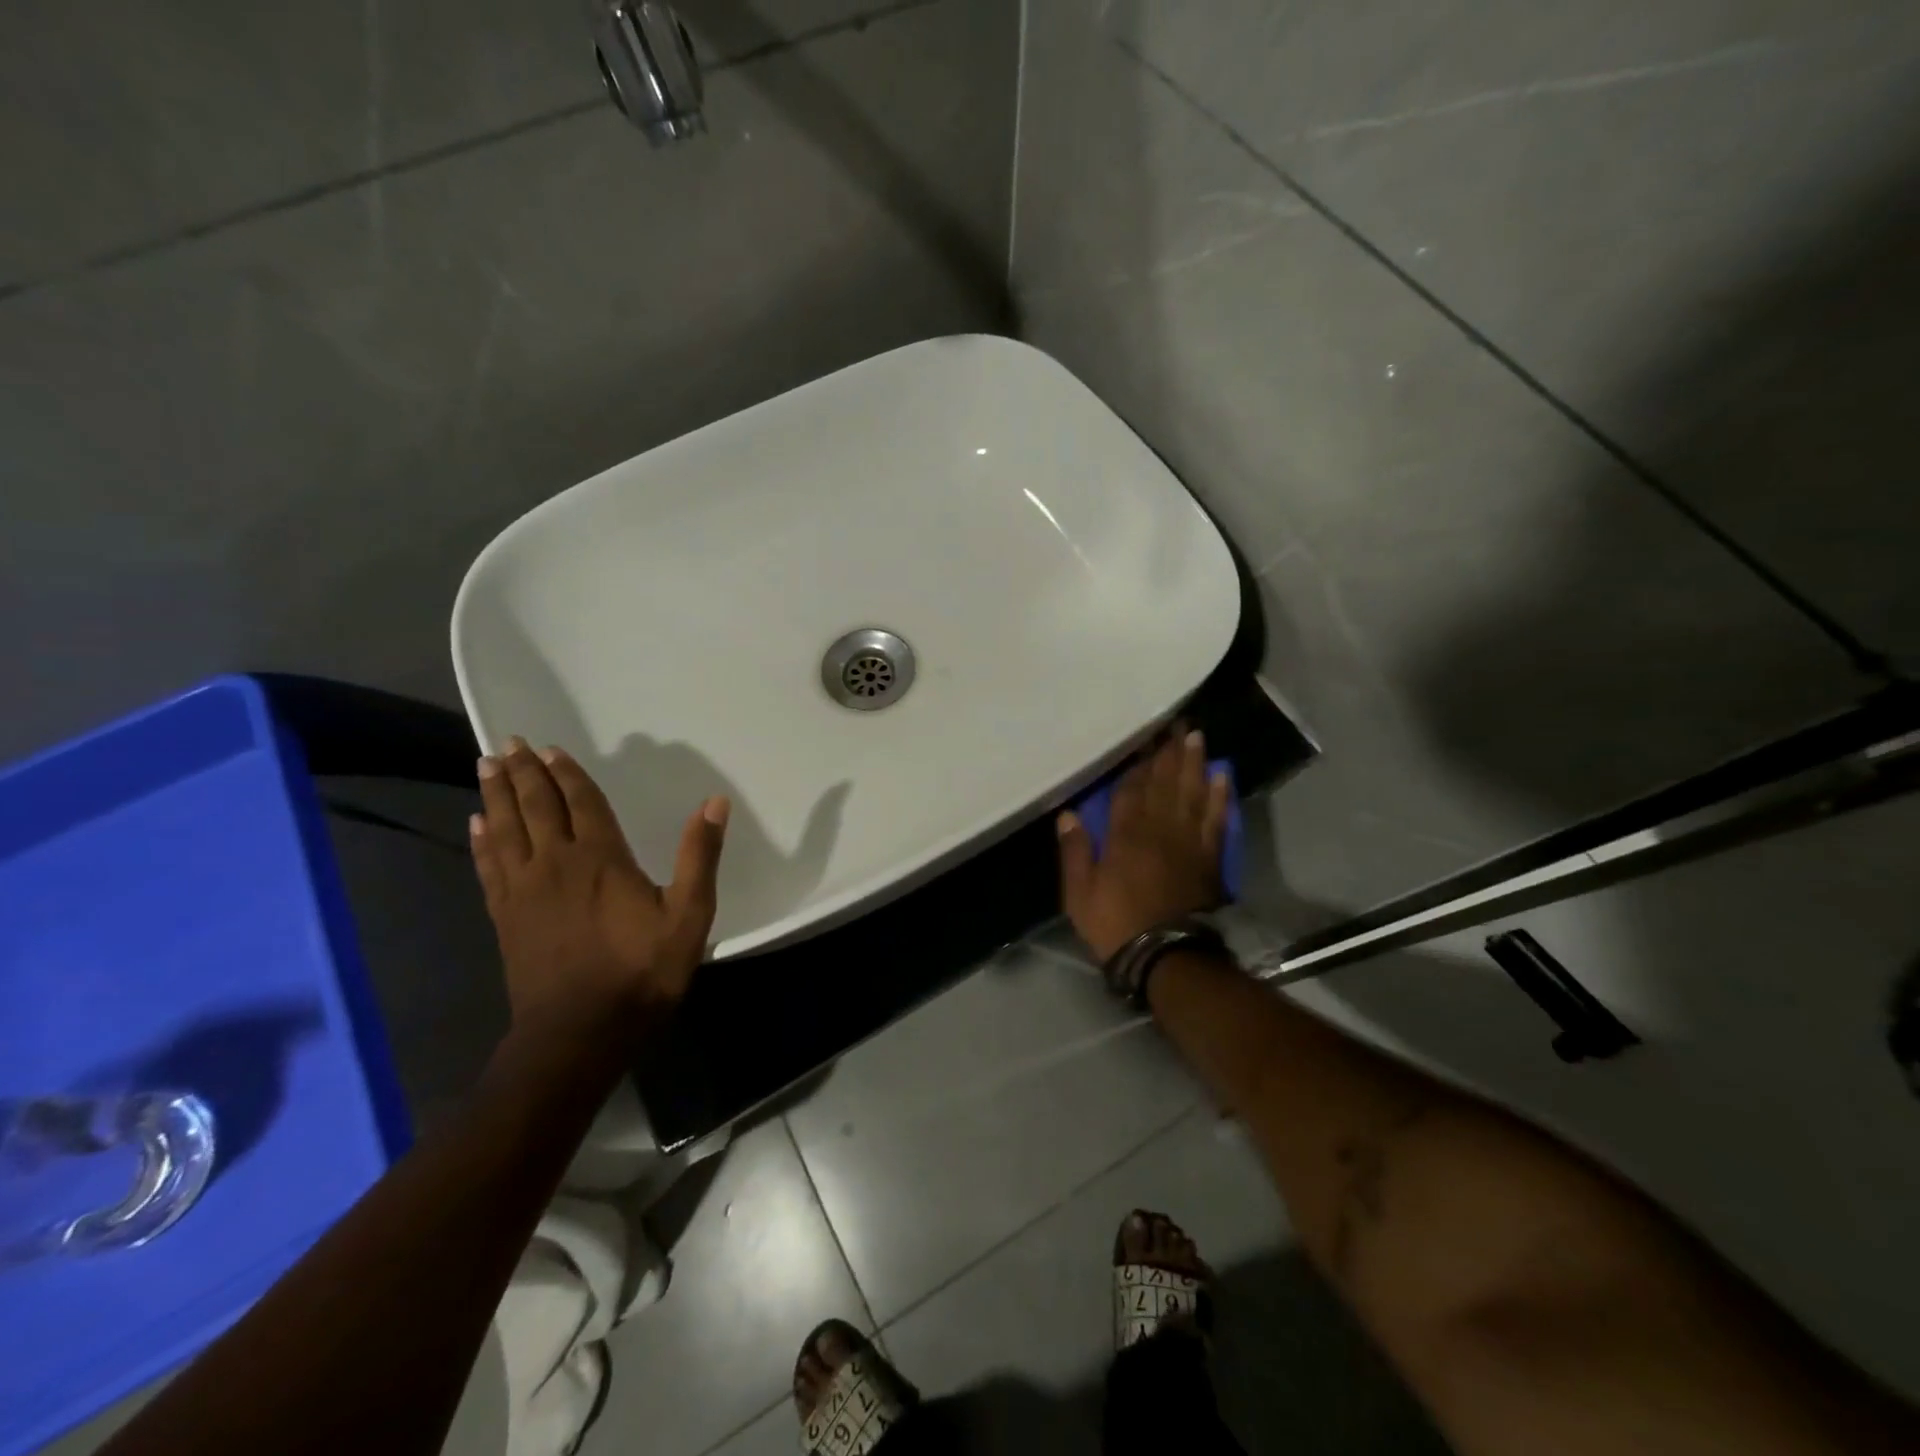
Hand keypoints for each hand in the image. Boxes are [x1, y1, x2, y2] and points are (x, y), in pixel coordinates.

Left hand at [470, 737, 728, 1041]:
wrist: (579, 1033)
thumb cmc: (641, 972)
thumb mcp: (689, 915)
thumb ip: (699, 856)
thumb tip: (715, 802)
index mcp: (601, 858)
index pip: (580, 802)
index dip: (566, 774)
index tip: (550, 748)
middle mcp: (556, 863)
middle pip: (536, 807)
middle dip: (524, 773)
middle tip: (509, 743)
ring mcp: (524, 891)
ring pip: (505, 830)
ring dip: (497, 796)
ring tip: (487, 767)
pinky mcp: (505, 917)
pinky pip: (489, 866)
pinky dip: (482, 841)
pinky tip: (477, 825)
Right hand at [1057, 728, 1230, 961]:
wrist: (1166, 956)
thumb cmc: (1116, 923)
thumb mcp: (1079, 893)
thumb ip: (1075, 852)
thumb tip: (1069, 814)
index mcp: (1126, 835)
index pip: (1131, 789)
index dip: (1137, 762)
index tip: (1144, 736)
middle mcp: (1160, 829)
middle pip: (1165, 782)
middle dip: (1169, 752)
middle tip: (1176, 723)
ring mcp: (1188, 841)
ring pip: (1192, 793)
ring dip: (1194, 764)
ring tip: (1197, 738)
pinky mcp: (1208, 857)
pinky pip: (1215, 819)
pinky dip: (1219, 796)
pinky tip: (1221, 777)